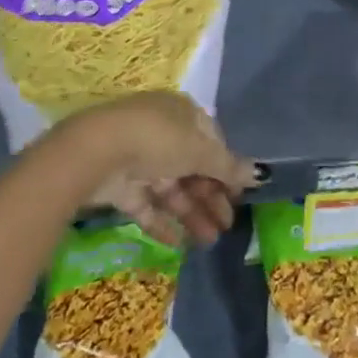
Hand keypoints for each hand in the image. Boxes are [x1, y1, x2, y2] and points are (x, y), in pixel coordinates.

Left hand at [53, 92, 257, 245]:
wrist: (97, 152)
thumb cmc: (158, 140)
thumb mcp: (199, 151)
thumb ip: (228, 166)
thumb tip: (260, 173)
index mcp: (183, 114)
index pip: (211, 141)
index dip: (226, 168)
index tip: (239, 196)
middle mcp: (163, 133)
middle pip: (193, 167)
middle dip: (211, 197)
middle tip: (227, 226)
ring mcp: (140, 159)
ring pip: (172, 188)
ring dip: (192, 213)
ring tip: (209, 241)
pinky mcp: (120, 184)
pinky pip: (147, 204)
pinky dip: (163, 222)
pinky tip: (178, 243)